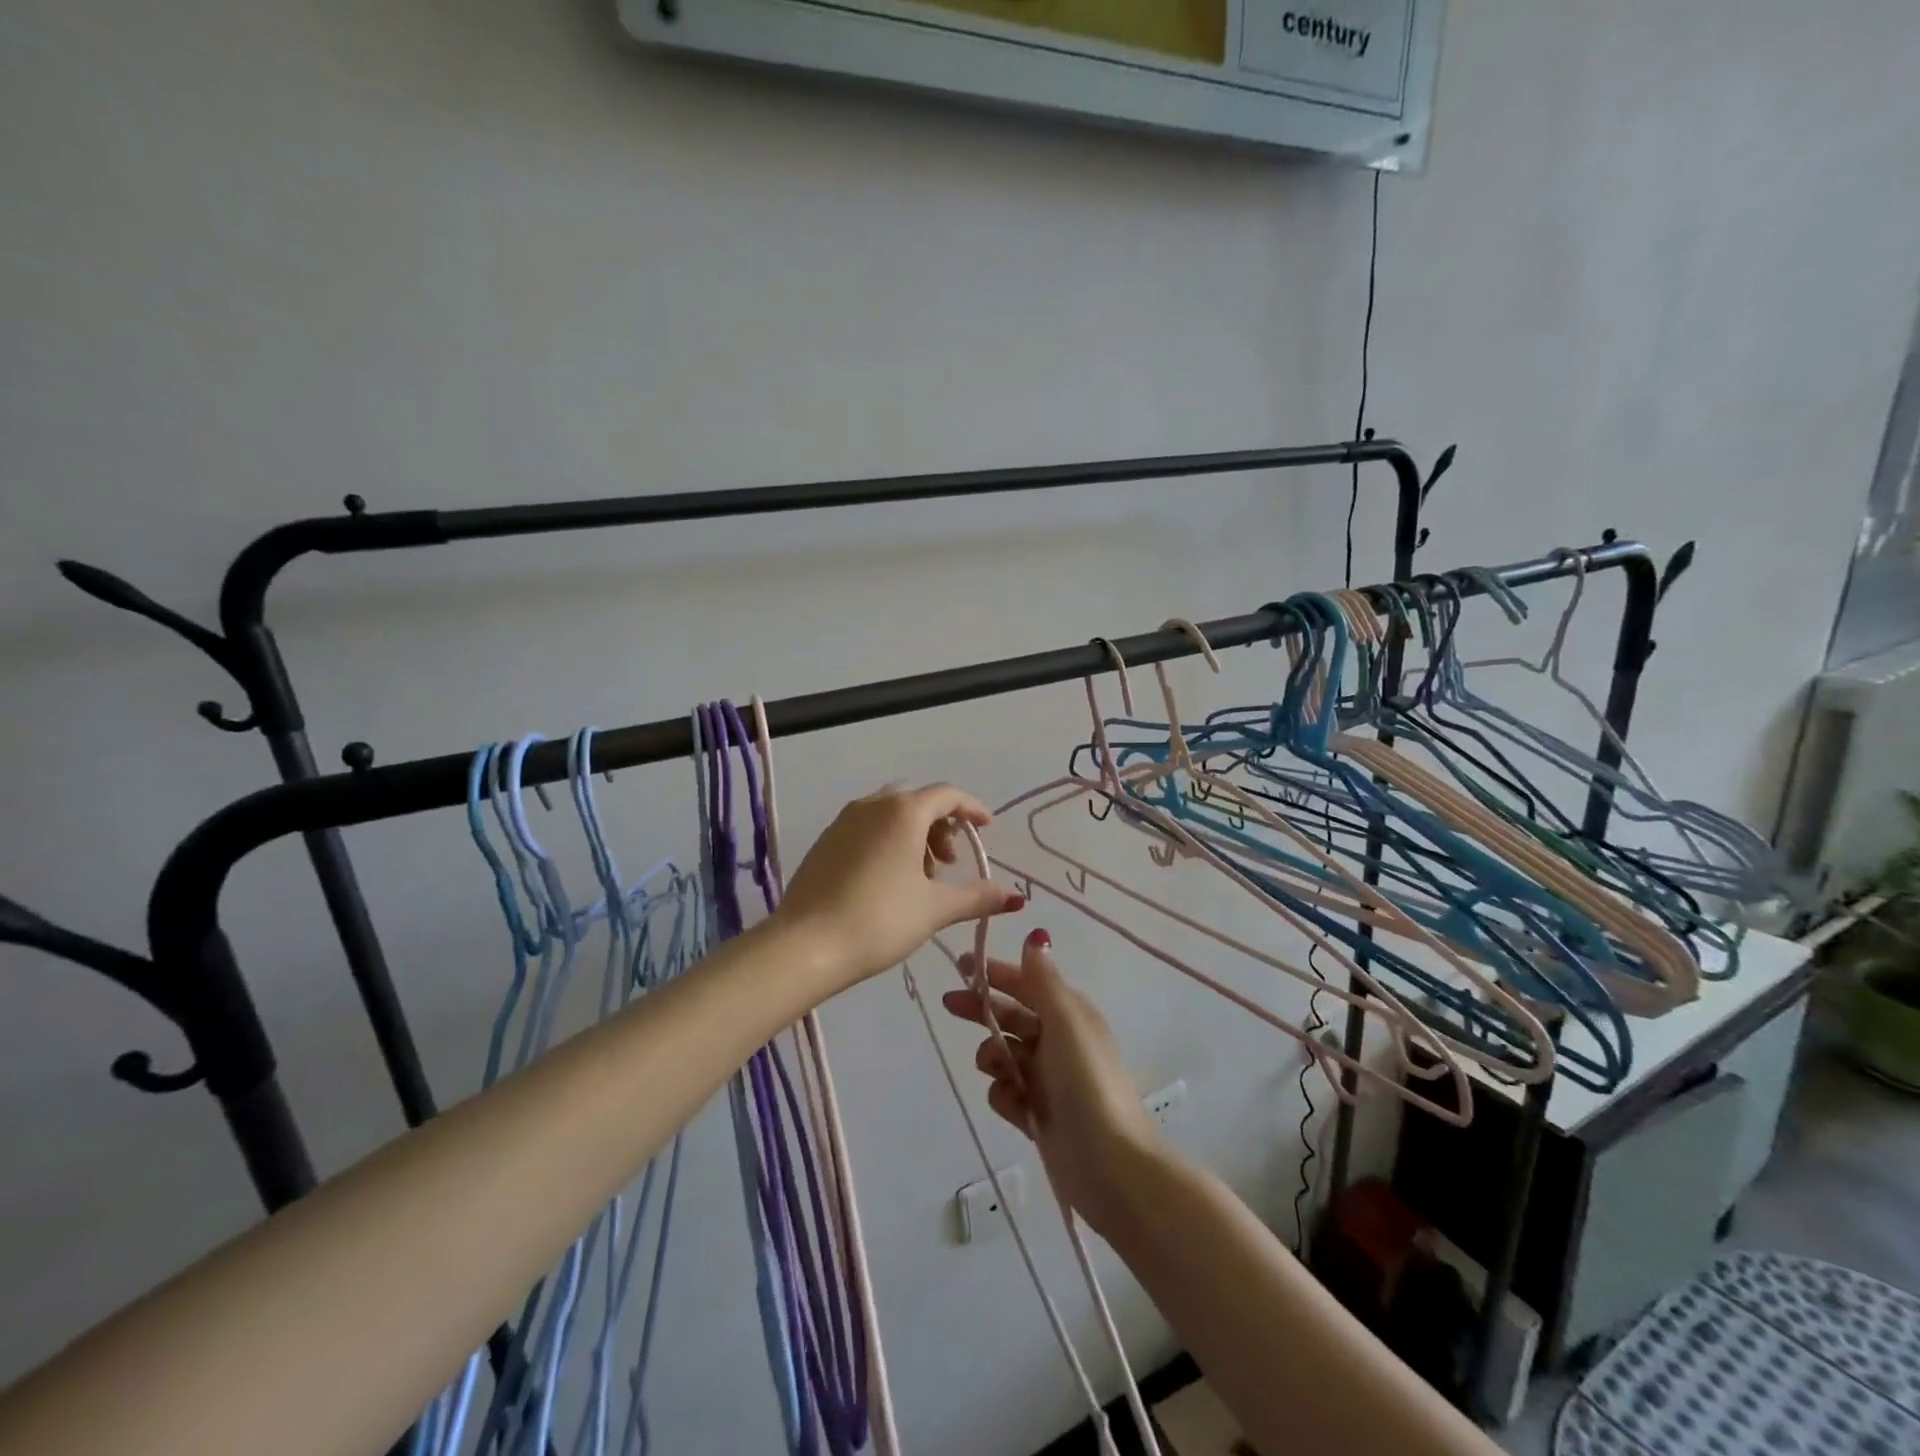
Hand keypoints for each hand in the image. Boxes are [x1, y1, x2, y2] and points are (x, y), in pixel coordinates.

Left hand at [773, 784, 1023, 992]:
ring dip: (914, 836)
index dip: (972, 809)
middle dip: (942, 827)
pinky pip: (866, 829)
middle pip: (917, 802)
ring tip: (922, 878)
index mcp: (903, 811)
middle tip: (951, 864)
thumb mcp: (935, 909)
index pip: (947, 794)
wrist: (804, 946)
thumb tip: (1017, 896)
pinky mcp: (824, 842)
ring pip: (890, 815)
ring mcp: (842, 822)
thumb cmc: (879, 919)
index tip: (988, 828)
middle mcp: (872, 805)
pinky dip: (887, 843)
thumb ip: (978, 897)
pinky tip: (888, 881)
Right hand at [945, 931, 1163, 1234]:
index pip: (1027, 983)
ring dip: (993, 1057)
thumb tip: (1036, 936)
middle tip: (951, 1005)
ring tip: (998, 1070)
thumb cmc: (1086, 1081)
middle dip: (983, 1010)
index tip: (962, 966)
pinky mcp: (1038, 1115)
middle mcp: (1059, 1042)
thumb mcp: (1066, 1019)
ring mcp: (1048, 1080)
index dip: (996, 972)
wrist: (1110, 1163)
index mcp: (1070, 1014)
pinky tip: (1015, 1107)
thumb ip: (1043, 979)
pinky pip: (1008, 1094)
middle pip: (1011, 1017)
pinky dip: (1006, 1096)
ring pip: (1005, 1056)